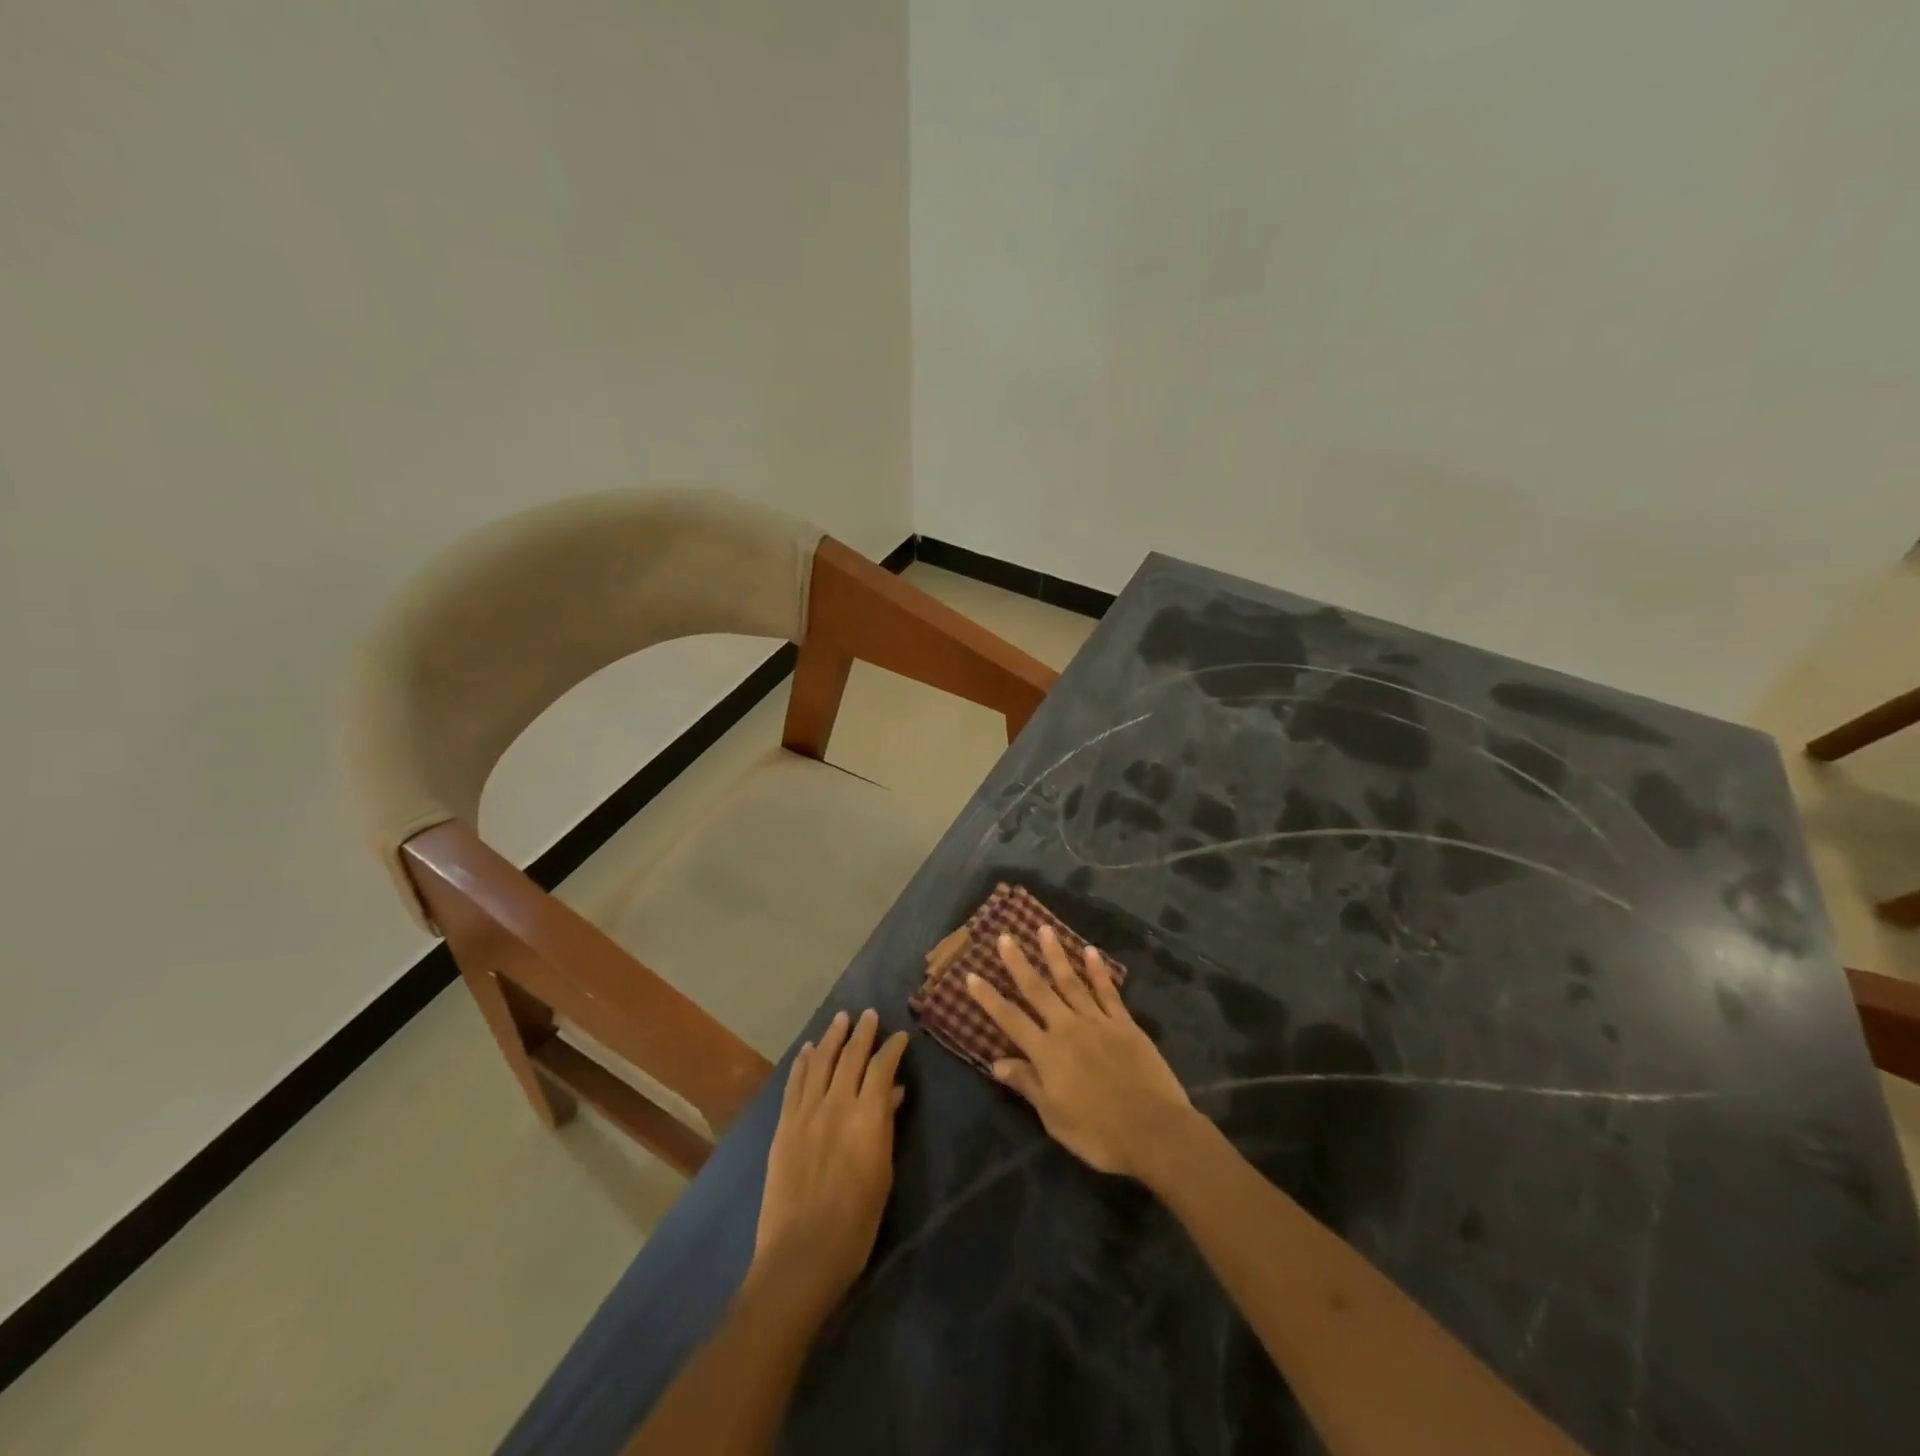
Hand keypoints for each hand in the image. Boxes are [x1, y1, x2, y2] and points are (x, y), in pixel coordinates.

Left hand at [751, 1009, 908, 1314]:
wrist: (801, 1254)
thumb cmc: (856, 1223)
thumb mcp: (882, 1173)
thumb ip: (886, 1127)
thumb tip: (893, 1094)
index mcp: (867, 1117)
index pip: (882, 1068)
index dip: (892, 1048)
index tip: (900, 1036)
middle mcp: (836, 1104)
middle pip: (851, 1056)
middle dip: (862, 1032)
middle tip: (869, 1014)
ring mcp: (806, 1113)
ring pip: (821, 1062)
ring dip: (832, 1037)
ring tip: (840, 1019)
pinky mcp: (784, 1126)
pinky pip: (794, 1084)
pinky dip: (803, 1063)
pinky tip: (809, 1050)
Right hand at [966, 927, 1197, 1179]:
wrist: (1154, 1131)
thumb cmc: (1099, 1133)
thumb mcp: (1054, 1118)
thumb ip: (1027, 1084)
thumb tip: (996, 1062)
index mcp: (1047, 1053)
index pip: (1010, 1019)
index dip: (989, 998)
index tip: (971, 975)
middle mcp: (1067, 1028)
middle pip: (1038, 990)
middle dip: (1019, 962)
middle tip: (1005, 936)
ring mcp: (1098, 1022)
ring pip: (1071, 981)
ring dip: (1055, 954)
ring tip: (1044, 929)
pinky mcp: (1124, 1024)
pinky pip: (1107, 991)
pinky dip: (1098, 970)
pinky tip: (1090, 951)